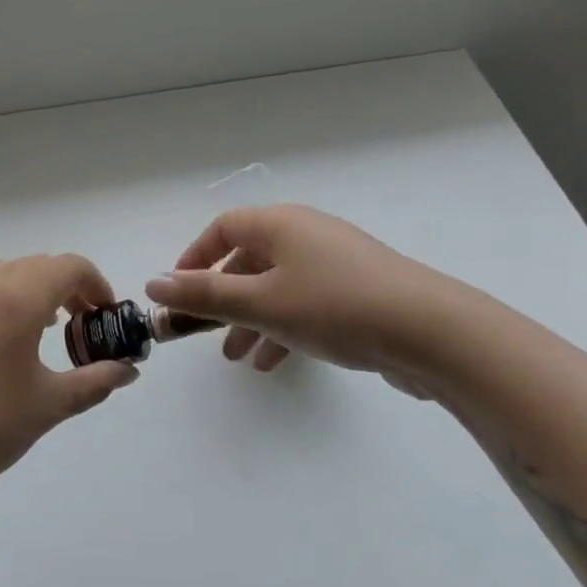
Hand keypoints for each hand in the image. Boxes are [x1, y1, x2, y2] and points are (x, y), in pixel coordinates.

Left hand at [0, 254, 139, 495]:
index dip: (97, 285)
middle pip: (37, 266)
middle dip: (68, 287)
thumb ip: (95, 381)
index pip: (69, 267)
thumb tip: (128, 372)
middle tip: (83, 324)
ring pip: (5, 276)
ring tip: (46, 330)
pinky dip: (3, 305)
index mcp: (17, 298)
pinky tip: (3, 349)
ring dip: (34, 292)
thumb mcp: (50, 404)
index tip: (107, 316)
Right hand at [144, 205, 471, 392]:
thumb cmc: (334, 307)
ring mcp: (335, 263)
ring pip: (277, 287)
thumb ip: (204, 295)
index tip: (177, 292)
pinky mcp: (357, 291)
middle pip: (249, 259)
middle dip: (223, 297)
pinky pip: (305, 303)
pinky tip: (273, 362)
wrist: (432, 332)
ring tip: (236, 358)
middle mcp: (306, 235)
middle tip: (204, 331)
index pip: (223, 228)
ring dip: (251, 319)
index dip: (194, 257)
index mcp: (281, 224)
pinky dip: (283, 327)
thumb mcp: (260, 303)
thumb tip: (154, 284)